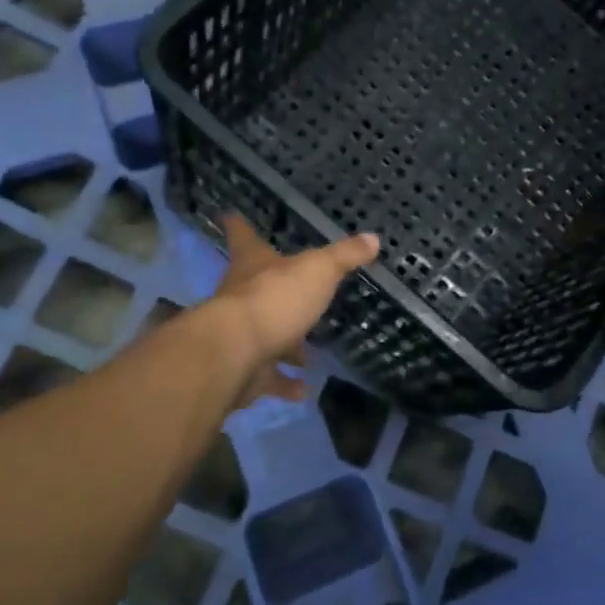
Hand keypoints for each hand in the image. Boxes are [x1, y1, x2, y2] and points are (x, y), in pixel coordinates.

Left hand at [209, 216, 378, 406]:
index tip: (231, 215)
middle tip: (295, 295)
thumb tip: (373, 238)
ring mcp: (240, 336)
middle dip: (274, 292)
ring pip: (263, 337)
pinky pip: (268, 377)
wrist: (235, 354)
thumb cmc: (275, 299)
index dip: (240, 226)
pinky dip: (286, 383)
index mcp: (253, 266)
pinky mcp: (243, 371)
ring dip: (285, 346)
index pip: (244, 238)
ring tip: (309, 355)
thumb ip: (344, 257)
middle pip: (254, 289)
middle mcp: (240, 297)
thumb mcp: (318, 270)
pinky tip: (305, 389)